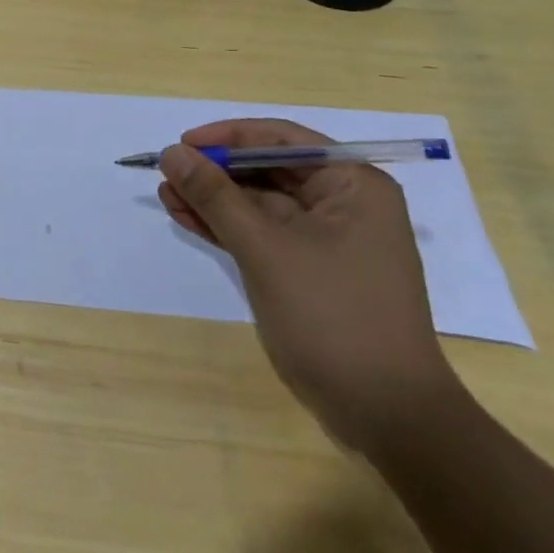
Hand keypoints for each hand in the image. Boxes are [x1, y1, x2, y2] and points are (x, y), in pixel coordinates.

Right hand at [157, 118, 462, 452]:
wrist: (387, 416)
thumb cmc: (333, 316)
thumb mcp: (265, 248)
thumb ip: (215, 196)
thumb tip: (171, 152)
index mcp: (352, 184)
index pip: (281, 139)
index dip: (228, 137)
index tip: (183, 143)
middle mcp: (344, 203)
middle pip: (268, 169)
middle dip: (216, 172)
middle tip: (167, 173)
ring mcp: (328, 239)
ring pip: (260, 202)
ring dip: (214, 199)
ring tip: (166, 195)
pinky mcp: (311, 270)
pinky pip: (262, 233)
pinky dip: (226, 227)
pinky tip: (186, 218)